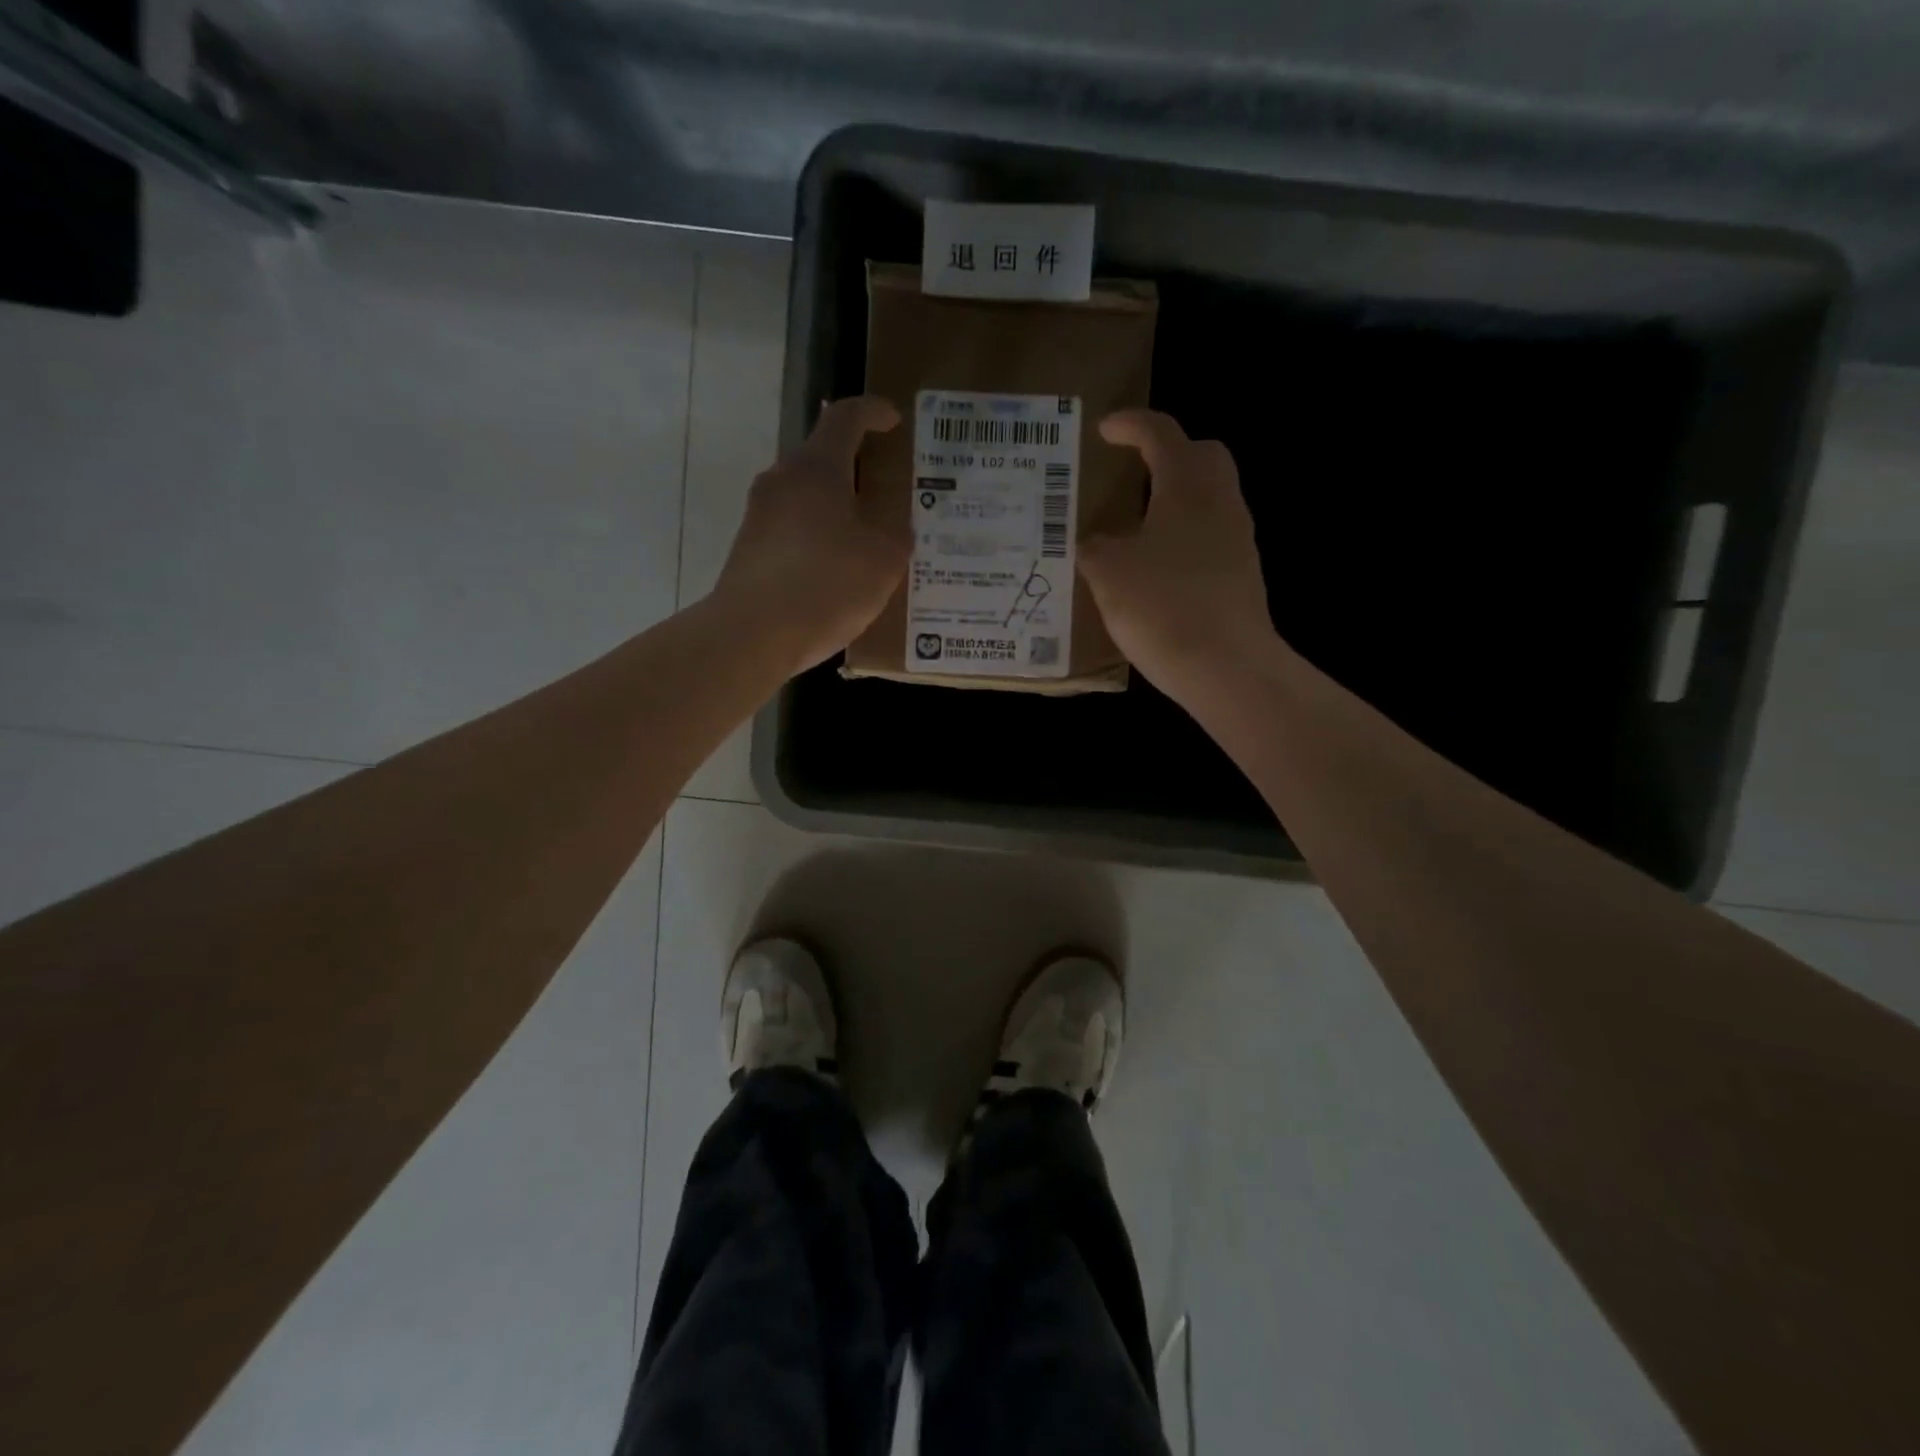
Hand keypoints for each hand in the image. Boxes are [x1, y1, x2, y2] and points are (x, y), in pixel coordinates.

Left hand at [712, 395, 906, 672]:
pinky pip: (791, 530)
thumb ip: (896, 536)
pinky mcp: (748, 549)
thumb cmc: (826, 584)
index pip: (846, 418)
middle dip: (854, 468)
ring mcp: (759, 515)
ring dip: (835, 508)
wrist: (752, 634)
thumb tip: (894, 530)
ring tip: (866, 537)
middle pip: (821, 458)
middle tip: (885, 490)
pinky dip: (817, 538)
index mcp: (817, 468)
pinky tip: (836, 571)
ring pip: (805, 497)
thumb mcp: (883, 561)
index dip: (873, 412)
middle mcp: (782, 480)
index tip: (893, 420)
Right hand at [1080, 410, 1275, 699]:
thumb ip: (1094, 548)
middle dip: (1168, 453)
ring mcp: (1238, 539)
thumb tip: (1095, 543)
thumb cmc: (1163, 606)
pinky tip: (1156, 568)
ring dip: (1176, 498)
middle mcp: (1220, 502)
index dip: (1131, 425)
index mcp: (1187, 486)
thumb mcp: (1108, 574)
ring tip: (1137, 525)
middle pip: (1202, 455)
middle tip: (1134, 470)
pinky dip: (1184, 536)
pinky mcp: (1242, 575)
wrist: (1226, 667)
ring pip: (1210, 498)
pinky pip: (1211, 536)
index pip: (1161, 434)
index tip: (1105, 429)